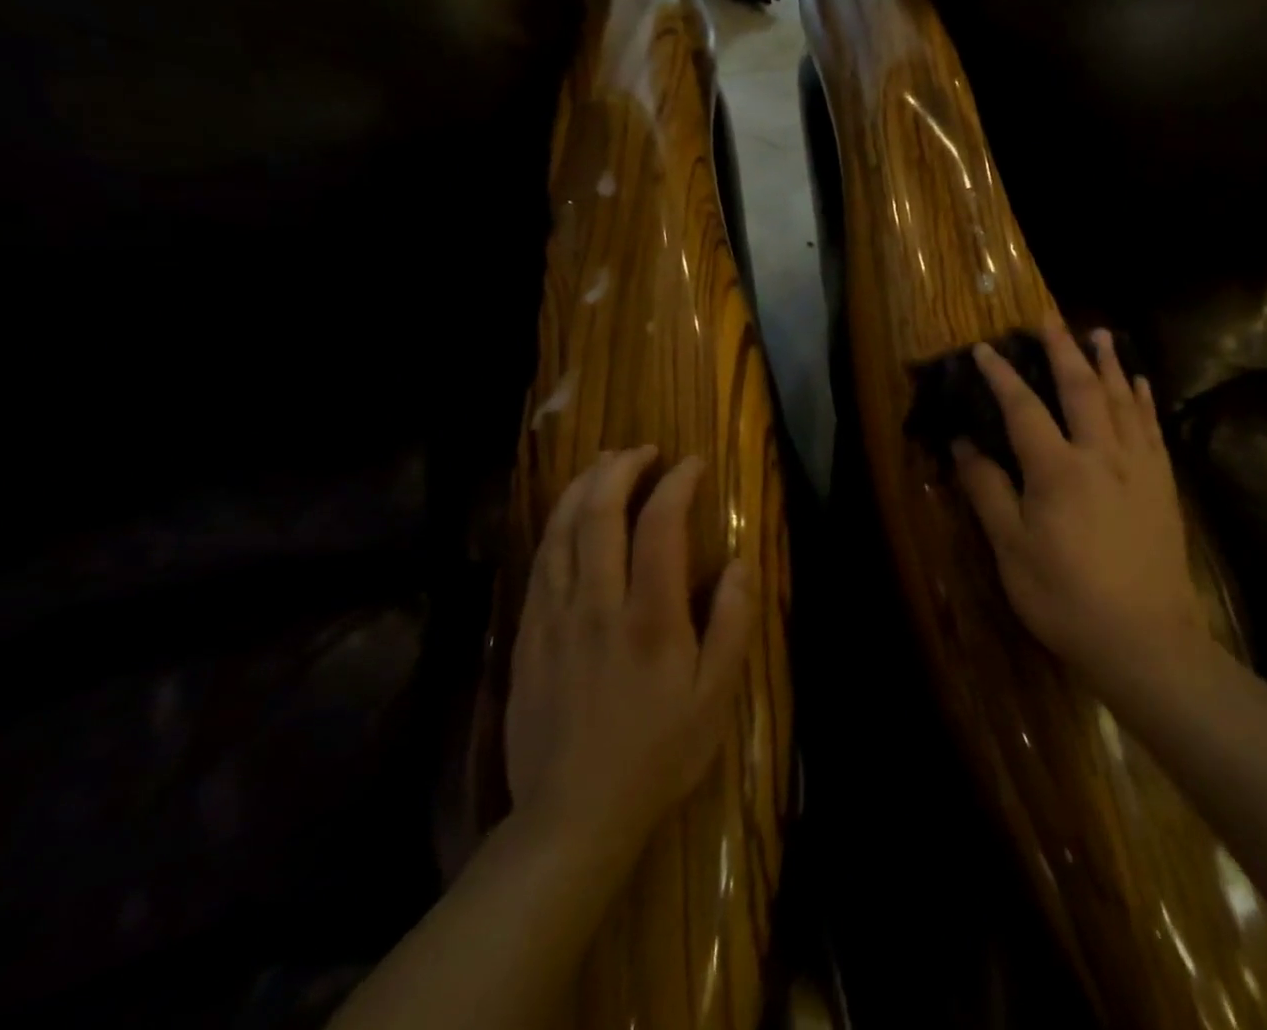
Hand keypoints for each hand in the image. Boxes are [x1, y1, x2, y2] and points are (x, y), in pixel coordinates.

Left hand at [505, 447, 756, 859]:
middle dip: (621, 469)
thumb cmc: (658, 753)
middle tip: (643, 450)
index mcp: (649, 617)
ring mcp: (553, 619)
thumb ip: (732, 622)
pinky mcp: (526, 638)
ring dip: (582, 487)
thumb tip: (739, 562)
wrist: (573, 817)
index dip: (677, 483)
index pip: (660, 524)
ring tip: (603, 464)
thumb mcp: (716, 695)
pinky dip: (555, 525)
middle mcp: (596, 604)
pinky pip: (538, 564)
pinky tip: (567, 516)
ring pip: (559, 531)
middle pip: (598, 513)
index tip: (692, 463)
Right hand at [954, 321, 1209, 695]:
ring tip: (1099, 333)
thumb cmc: (1065, 598)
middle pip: (1081, 388)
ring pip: (1122, 399)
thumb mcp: (1011, 550)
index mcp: (1057, 469)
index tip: (984, 348)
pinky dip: (1143, 398)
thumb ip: (987, 491)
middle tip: (1050, 317)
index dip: (1001, 375)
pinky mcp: (1163, 484)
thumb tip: (963, 444)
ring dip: (1108, 362)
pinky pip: (1152, 427)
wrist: (1145, 639)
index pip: (1023, 407)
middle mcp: (1101, 454)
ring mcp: (1138, 466)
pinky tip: (1140, 383)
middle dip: (1063, 348)